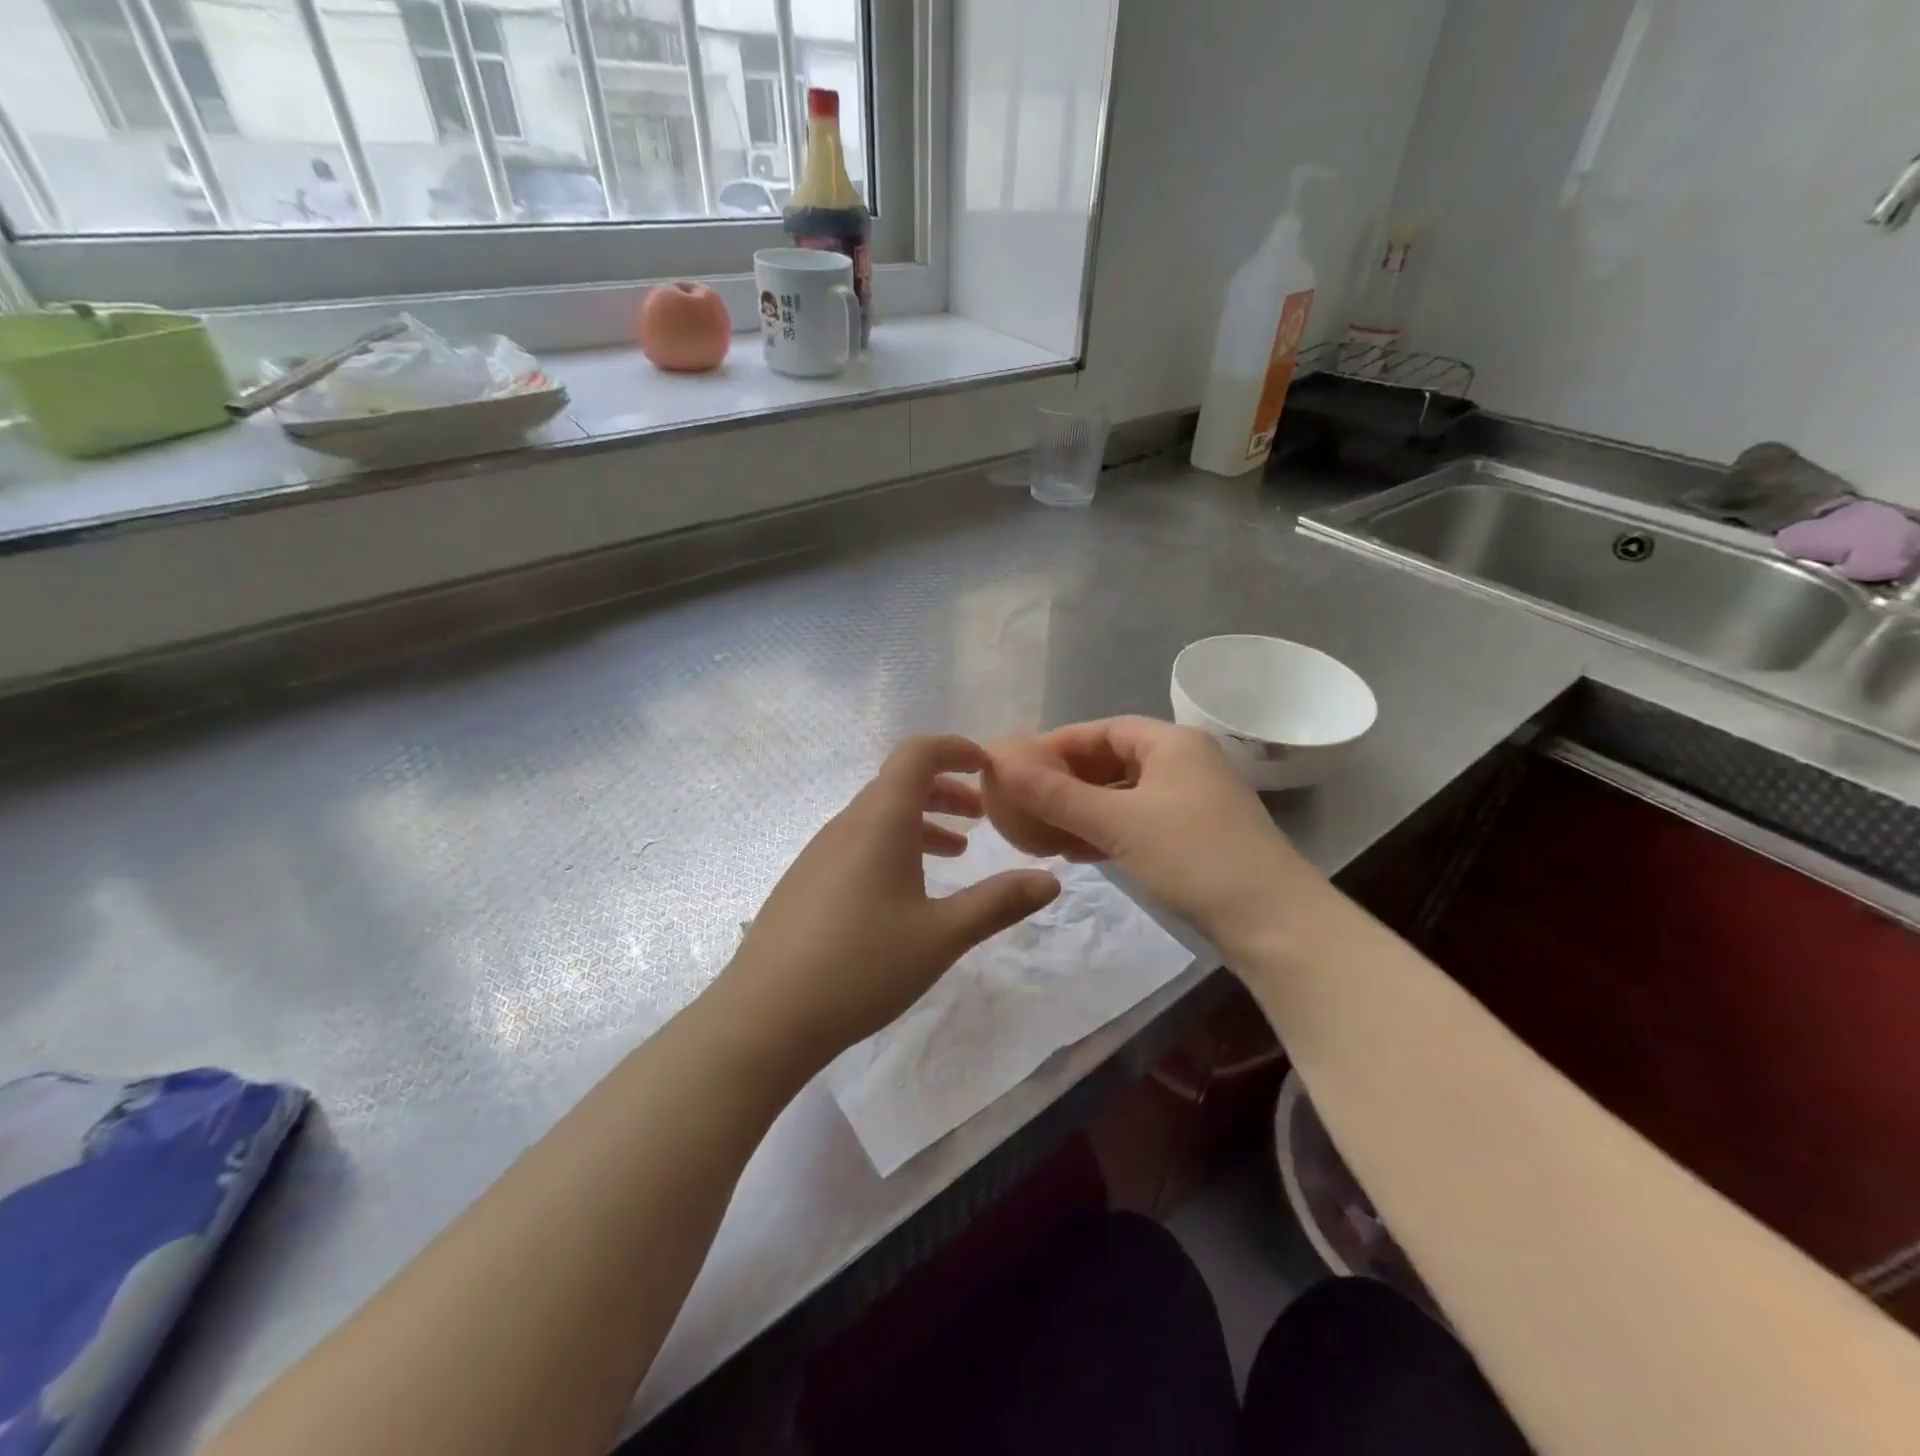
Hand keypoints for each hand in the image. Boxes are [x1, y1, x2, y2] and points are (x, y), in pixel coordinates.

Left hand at [720, 735, 1060, 1073]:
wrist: (764, 1018)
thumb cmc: (861, 967)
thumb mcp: (942, 936)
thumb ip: (998, 902)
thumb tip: (1051, 880)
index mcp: (880, 821)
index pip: (917, 753)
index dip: (956, 749)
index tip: (990, 768)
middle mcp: (847, 824)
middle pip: (899, 782)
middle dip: (947, 790)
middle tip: (983, 817)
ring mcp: (820, 852)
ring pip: (879, 815)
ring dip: (922, 821)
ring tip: (957, 852)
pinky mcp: (806, 880)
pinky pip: (858, 842)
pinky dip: (894, 845)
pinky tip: (906, 892)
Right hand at [985, 716, 1318, 947]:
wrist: (1272, 921)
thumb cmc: (1193, 856)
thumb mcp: (1118, 823)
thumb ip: (1058, 795)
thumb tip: (1001, 766)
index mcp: (1172, 742)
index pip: (1102, 729)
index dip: (1057, 744)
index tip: (1017, 765)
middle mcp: (1184, 762)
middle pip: (1112, 760)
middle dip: (1067, 779)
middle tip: (1024, 800)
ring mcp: (1191, 801)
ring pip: (1123, 794)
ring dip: (1083, 808)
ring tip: (1040, 828)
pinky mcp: (1193, 836)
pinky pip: (1137, 821)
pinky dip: (1105, 830)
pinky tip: (1076, 850)